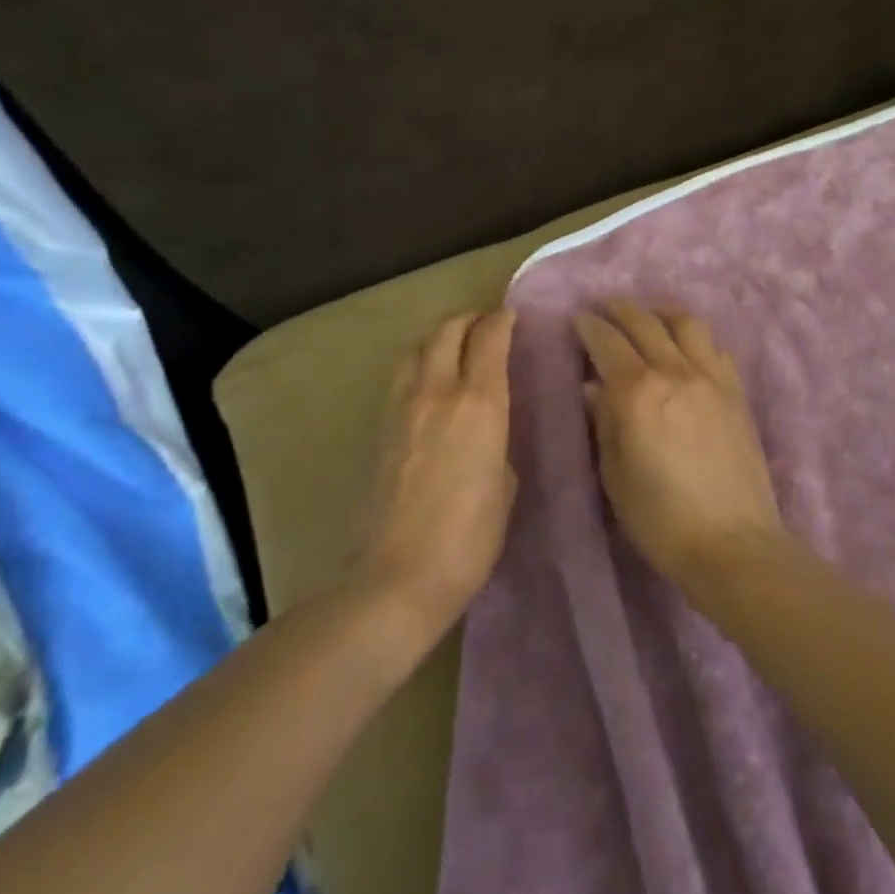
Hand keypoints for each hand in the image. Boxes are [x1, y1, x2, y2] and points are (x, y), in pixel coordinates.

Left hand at [351, 310, 518, 645]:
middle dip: (470, 319)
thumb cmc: (469, 539)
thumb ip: (499, 444)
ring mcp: (404, 407)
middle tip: (486, 326)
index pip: (490, 339)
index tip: (512, 316)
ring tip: (455, 349)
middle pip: (448, 330)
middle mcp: (439, 391)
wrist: (397, 577)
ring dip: (440, 338)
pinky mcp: (382, 428)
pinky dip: (420, 364)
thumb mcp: (505, 488)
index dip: (502, 320)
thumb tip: (489, 432)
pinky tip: (430, 384)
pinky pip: (402, 376)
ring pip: (419, 347)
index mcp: (479, 403)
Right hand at [574, 300, 787, 593]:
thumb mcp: (615, 475)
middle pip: (644, 322)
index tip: (577, 319)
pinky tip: (688, 349)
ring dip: (662, 312)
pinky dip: (696, 339)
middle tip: (605, 307)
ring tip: (650, 315)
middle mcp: (674, 372)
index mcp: (637, 392)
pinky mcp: (736, 392)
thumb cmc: (661, 519)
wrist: (733, 544)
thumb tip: (594, 387)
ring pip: (686, 323)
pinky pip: (715, 348)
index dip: (588, 326)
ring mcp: (711, 378)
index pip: (606, 342)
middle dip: (620, 308)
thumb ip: (604, 422)